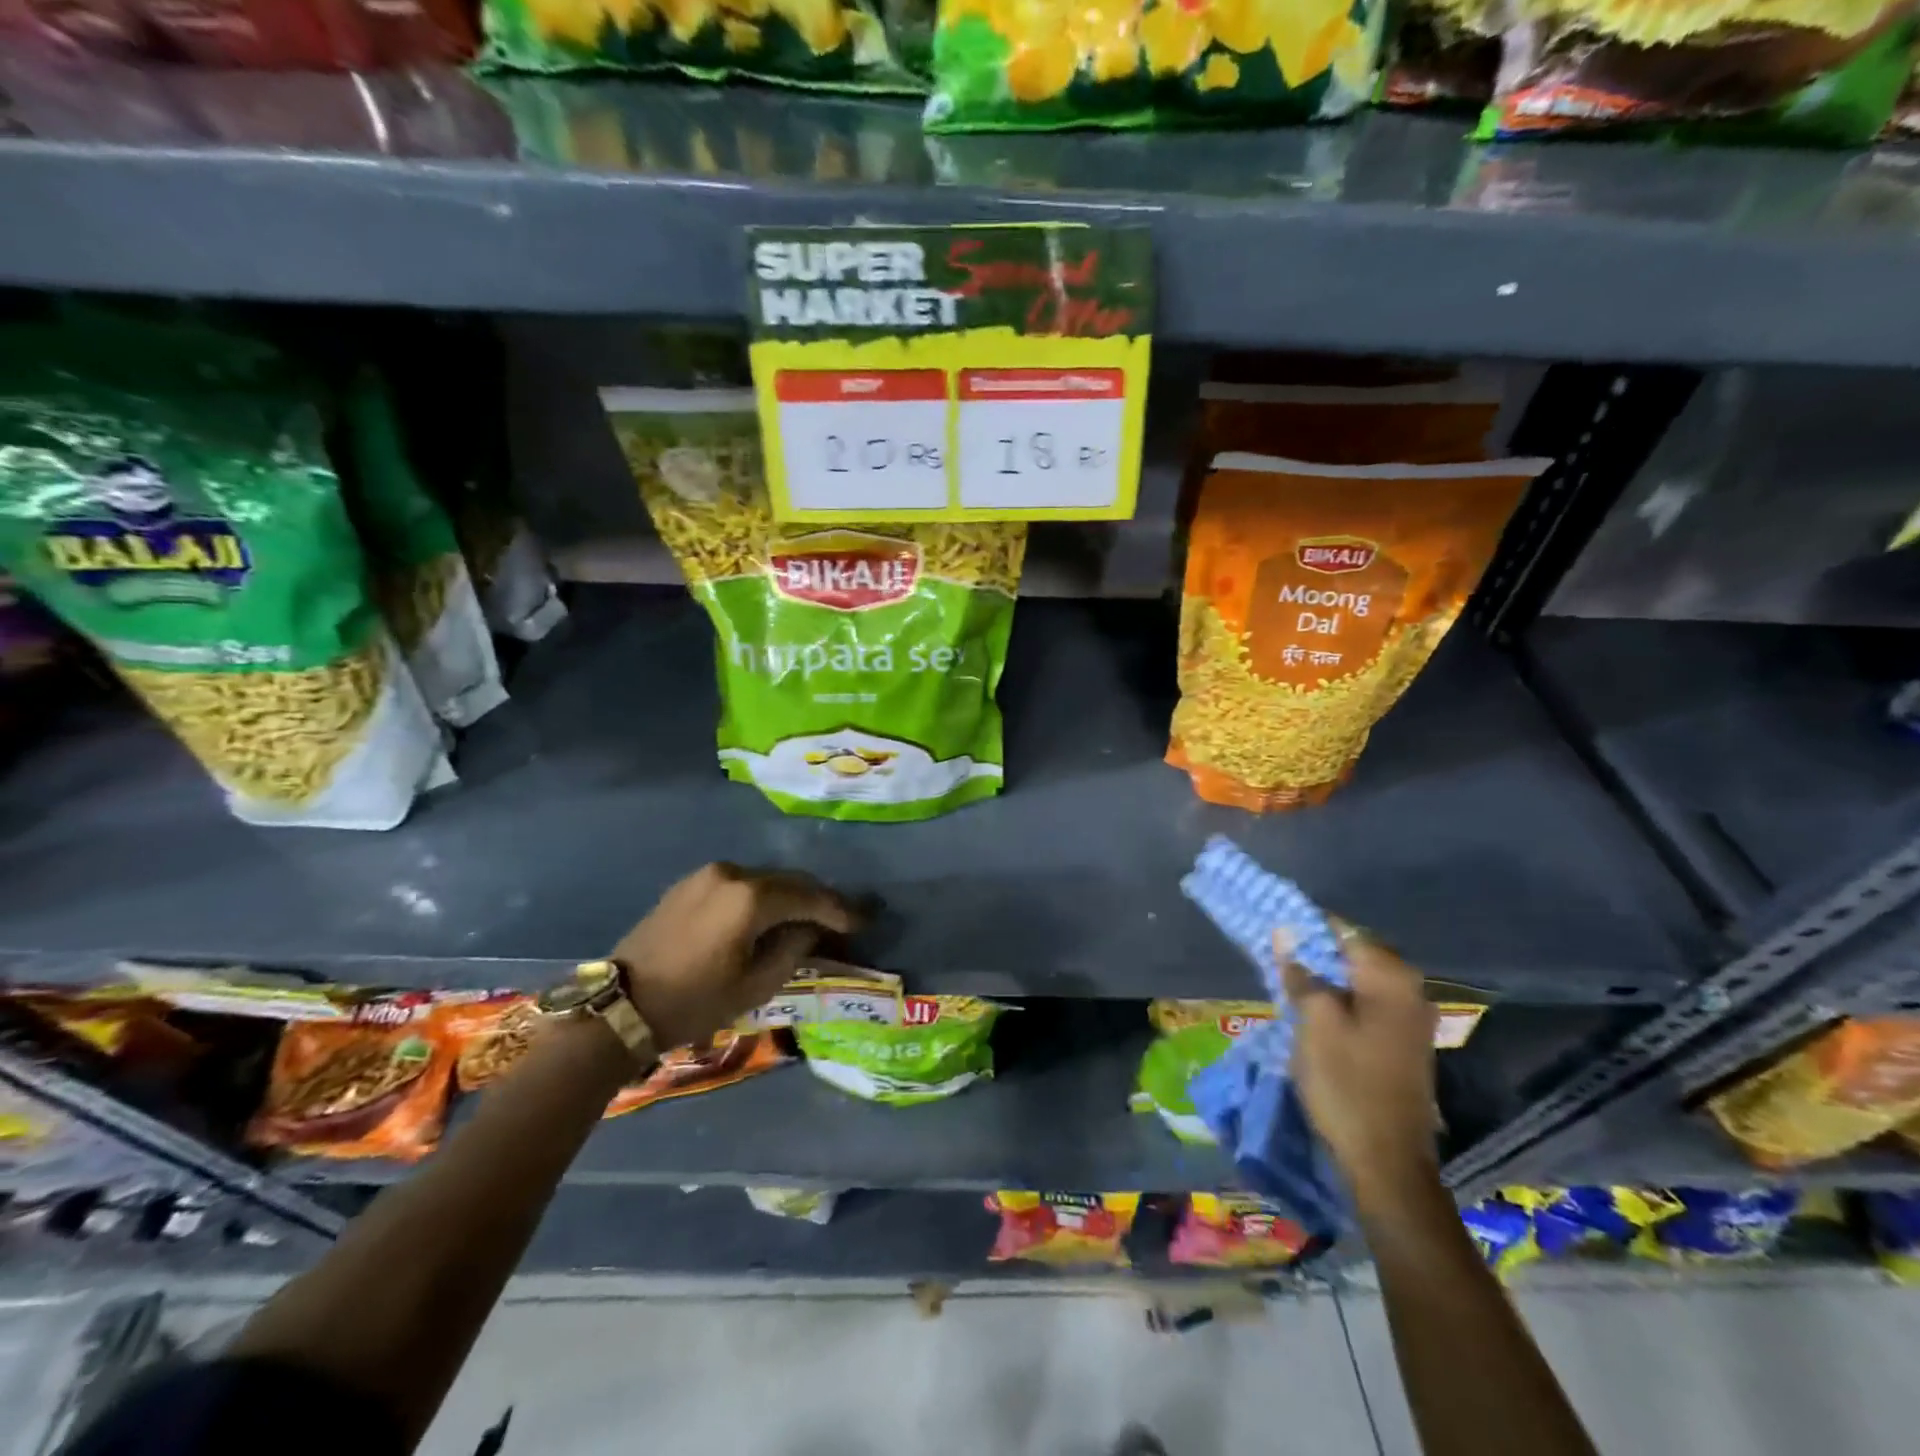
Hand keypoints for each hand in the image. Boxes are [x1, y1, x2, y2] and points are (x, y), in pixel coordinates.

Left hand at [609, 863, 860, 1050]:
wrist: (620, 1005)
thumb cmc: (693, 1001)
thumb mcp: (755, 986)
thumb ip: (793, 950)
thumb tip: (810, 930)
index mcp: (750, 898)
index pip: (810, 897)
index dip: (840, 910)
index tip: (863, 922)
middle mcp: (733, 874)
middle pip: (790, 881)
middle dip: (818, 900)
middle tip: (842, 920)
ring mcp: (708, 874)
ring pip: (766, 880)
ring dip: (790, 897)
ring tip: (808, 919)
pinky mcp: (691, 883)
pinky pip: (741, 884)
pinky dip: (762, 897)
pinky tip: (770, 915)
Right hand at [1284, 930, 1440, 1205]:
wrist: (1387, 1162)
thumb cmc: (1346, 1084)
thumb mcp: (1314, 1023)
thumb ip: (1302, 974)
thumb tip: (1287, 933)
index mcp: (1391, 979)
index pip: (1344, 930)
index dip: (1307, 925)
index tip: (1274, 926)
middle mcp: (1410, 991)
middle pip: (1354, 953)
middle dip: (1314, 950)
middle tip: (1275, 954)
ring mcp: (1411, 1019)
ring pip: (1358, 980)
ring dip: (1324, 977)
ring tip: (1286, 980)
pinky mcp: (1403, 1043)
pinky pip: (1366, 1003)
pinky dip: (1340, 998)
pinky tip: (1312, 1009)